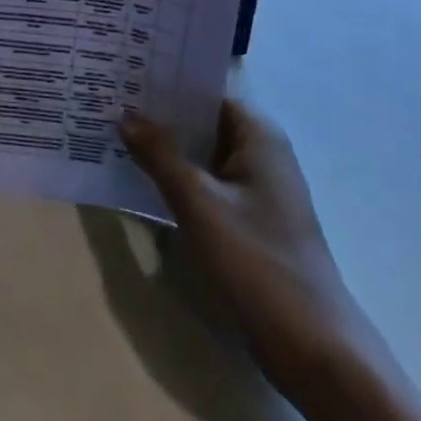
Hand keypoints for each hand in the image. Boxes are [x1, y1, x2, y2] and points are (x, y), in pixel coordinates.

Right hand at [121, 97, 379, 403]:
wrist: (314, 349)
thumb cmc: (257, 262)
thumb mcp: (198, 203)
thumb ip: (159, 155)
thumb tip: (125, 116)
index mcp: (257, 135)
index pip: (204, 90)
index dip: (164, 81)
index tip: (122, 72)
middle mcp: (260, 153)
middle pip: (200, 120)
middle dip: (157, 113)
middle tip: (105, 99)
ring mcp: (255, 189)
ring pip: (200, 153)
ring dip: (163, 147)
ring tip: (111, 131)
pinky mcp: (248, 220)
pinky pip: (204, 183)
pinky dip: (175, 176)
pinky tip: (138, 177)